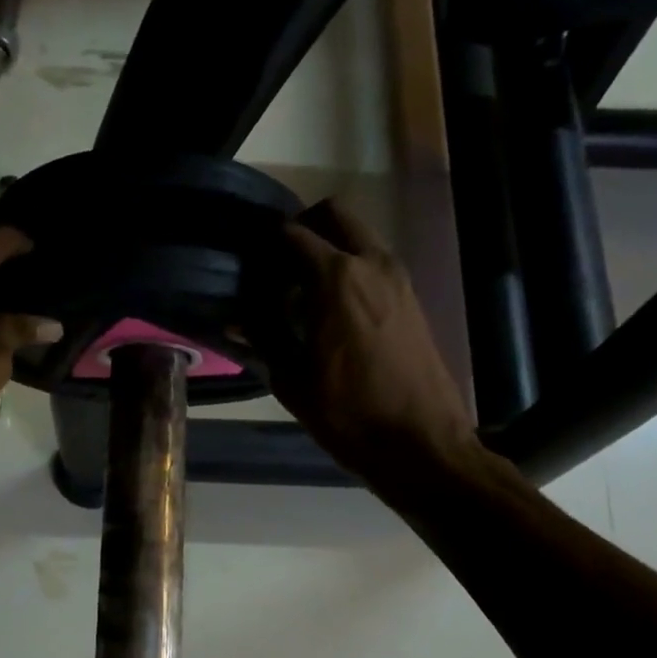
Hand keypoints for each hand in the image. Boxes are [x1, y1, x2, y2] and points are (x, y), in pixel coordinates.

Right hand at [244, 199, 481, 488]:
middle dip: (304, 227)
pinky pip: (375, 263)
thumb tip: (235, 321)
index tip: (249, 263)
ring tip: (304, 291)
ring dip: (331, 248)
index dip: (265, 243)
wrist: (421, 443)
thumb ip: (261, 340)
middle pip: (335, 214)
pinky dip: (352, 269)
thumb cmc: (348, 414)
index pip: (292, 234)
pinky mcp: (413, 298)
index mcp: (335, 278)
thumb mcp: (292, 381)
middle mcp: (371, 264)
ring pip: (359, 236)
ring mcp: (398, 278)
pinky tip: (334, 311)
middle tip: (279, 263)